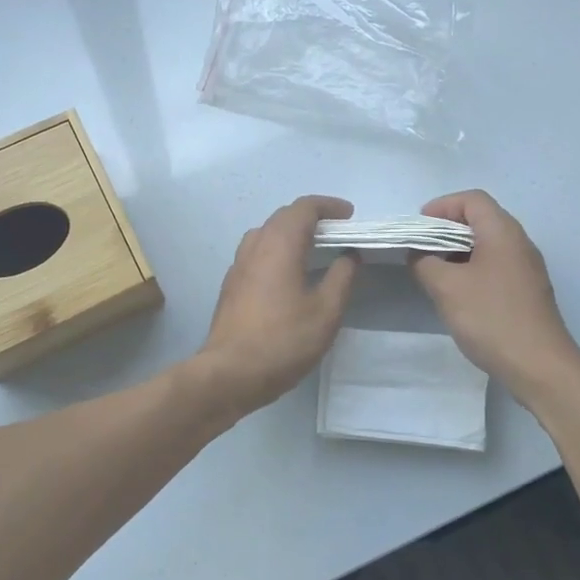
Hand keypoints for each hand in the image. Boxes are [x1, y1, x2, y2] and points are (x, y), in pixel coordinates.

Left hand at [196, 196, 358, 416]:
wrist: (230, 373)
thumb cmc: (283, 341)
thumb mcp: (326, 312)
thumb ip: (342, 278)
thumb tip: (349, 255)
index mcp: (279, 245)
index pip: (303, 208)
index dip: (328, 206)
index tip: (349, 216)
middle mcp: (255, 246)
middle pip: (282, 216)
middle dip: (311, 217)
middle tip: (337, 231)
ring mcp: (238, 266)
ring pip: (266, 233)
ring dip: (291, 233)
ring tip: (313, 250)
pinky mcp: (231, 286)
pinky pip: (256, 253)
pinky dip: (277, 250)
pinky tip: (288, 274)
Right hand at [409, 190, 579, 395]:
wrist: (540, 367)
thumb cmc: (491, 318)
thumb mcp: (446, 287)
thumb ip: (424, 263)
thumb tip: (419, 254)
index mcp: (503, 232)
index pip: (472, 199)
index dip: (441, 206)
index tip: (418, 229)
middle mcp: (519, 243)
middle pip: (481, 220)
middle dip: (446, 230)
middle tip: (421, 250)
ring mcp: (527, 269)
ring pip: (487, 245)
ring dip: (458, 252)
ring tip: (434, 273)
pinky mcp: (527, 292)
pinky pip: (495, 267)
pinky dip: (472, 270)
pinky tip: (457, 295)